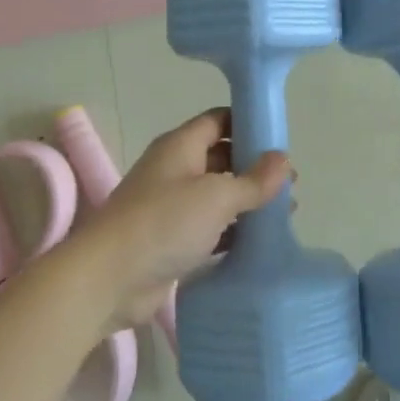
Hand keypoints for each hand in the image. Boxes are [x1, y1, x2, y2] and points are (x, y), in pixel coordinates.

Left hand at [67, 108, 290, 330]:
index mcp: (181, 146)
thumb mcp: (217, 196)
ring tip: (285, 214)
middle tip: (291, 185)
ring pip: (218, 196)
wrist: (108, 280)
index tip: (281, 139)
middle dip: (255, 168)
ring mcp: (172, 207)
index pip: (219, 120)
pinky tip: (261, 242)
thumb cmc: (164, 223)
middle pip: (222, 158)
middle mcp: (176, 170)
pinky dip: (234, 232)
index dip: (249, 124)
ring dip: (248, 202)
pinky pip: (211, 229)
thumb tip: (284, 160)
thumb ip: (254, 180)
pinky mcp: (172, 241)